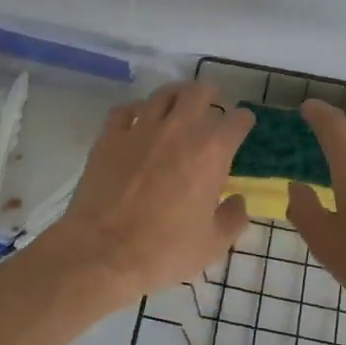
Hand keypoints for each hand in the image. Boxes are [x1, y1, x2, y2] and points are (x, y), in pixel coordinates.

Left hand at [43, 80, 254, 302]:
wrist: (102, 252)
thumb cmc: (164, 251)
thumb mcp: (212, 245)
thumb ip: (232, 219)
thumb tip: (237, 202)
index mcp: (211, 152)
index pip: (237, 120)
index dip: (243, 121)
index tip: (242, 126)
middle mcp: (178, 129)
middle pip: (199, 92)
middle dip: (210, 95)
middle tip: (211, 105)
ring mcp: (140, 128)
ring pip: (162, 94)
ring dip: (175, 96)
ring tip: (177, 106)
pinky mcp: (109, 136)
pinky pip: (125, 109)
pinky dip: (136, 110)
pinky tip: (137, 120)